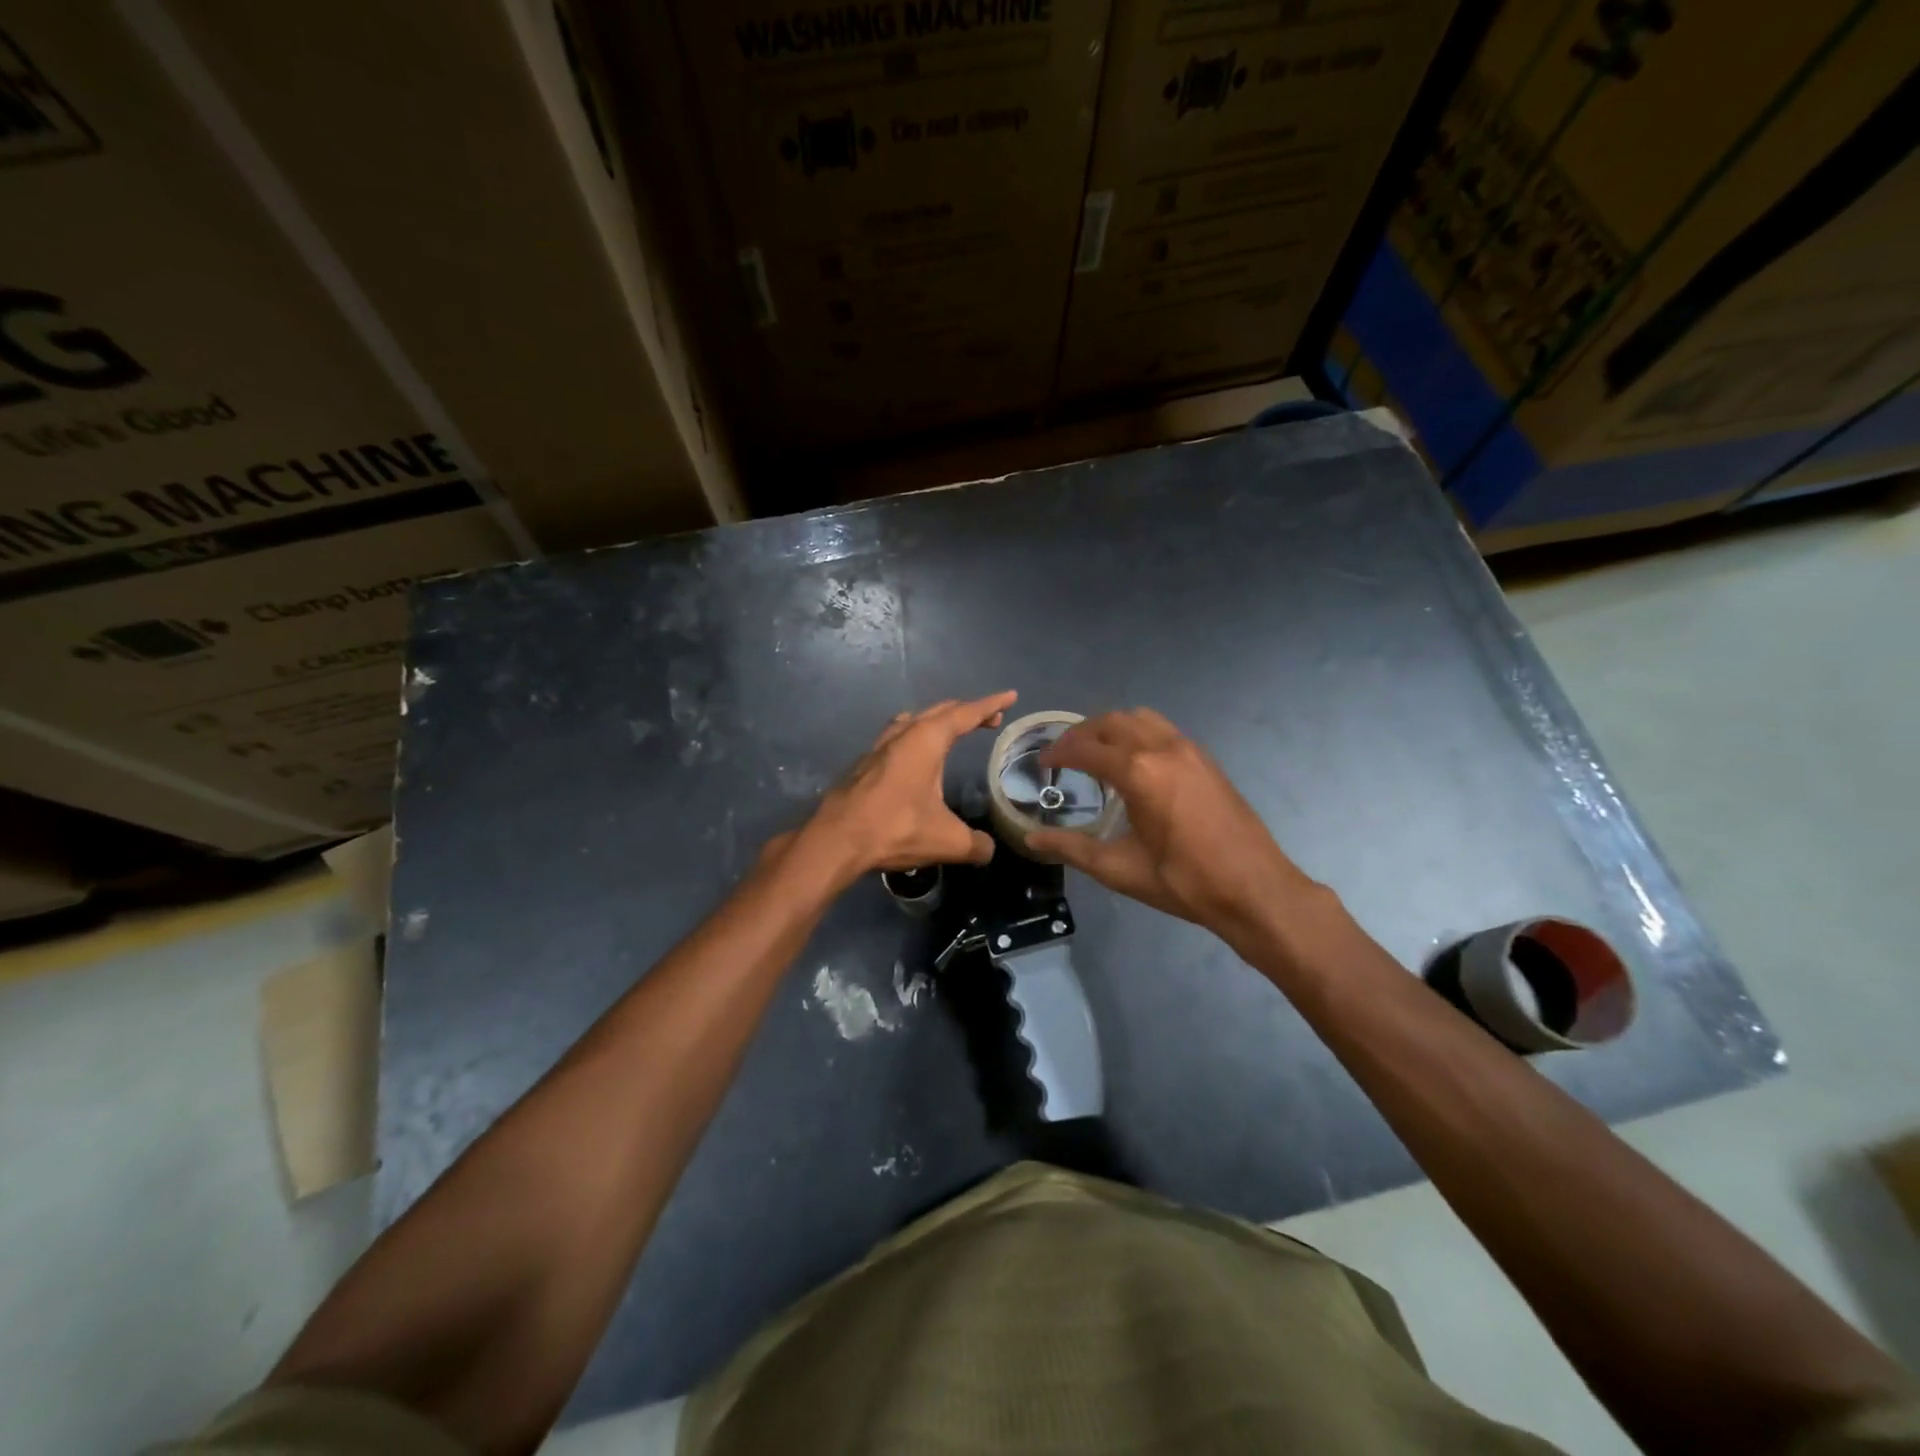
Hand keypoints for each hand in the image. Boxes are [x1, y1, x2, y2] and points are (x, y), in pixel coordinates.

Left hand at [799, 692, 1017, 883]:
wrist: (836, 840)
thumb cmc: (896, 829)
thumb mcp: (948, 841)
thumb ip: (976, 844)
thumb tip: (988, 849)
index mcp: (927, 740)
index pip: (966, 714)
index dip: (991, 704)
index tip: (1010, 696)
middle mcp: (903, 734)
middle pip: (940, 711)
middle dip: (967, 711)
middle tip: (989, 718)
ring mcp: (879, 746)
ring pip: (913, 720)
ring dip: (937, 720)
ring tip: (951, 730)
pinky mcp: (864, 764)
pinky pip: (897, 736)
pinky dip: (915, 736)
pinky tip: (914, 755)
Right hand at [1025, 708, 1316, 941]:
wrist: (1254, 888)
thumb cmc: (1182, 881)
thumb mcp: (1119, 869)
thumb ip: (1071, 849)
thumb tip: (1031, 840)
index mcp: (1137, 772)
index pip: (1085, 749)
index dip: (1058, 753)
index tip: (1042, 764)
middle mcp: (1162, 748)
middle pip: (1111, 722)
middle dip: (1082, 734)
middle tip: (1064, 756)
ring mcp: (1189, 749)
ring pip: (1140, 718)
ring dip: (1112, 728)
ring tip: (1097, 753)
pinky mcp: (1206, 759)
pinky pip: (1163, 729)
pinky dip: (1138, 734)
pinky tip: (1135, 764)